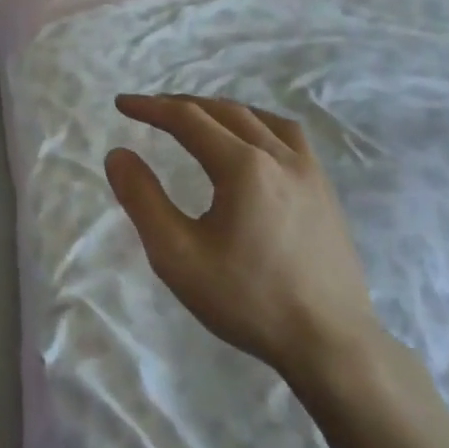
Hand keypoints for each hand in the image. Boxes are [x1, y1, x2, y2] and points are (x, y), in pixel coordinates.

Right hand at [104, 94, 381, 386]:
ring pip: (261, 119)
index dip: (151, 108)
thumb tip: (118, 154)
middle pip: (225, 112)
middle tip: (150, 110)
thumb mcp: (177, 256)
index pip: (188, 119)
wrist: (330, 343)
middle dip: (182, 105)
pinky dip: (258, 125)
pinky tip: (252, 145)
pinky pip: (289, 138)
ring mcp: (310, 173)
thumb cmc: (247, 300)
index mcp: (243, 167)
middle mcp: (280, 157)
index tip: (122, 105)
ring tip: (198, 119)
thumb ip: (143, 200)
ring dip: (222, 111)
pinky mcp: (326, 192)